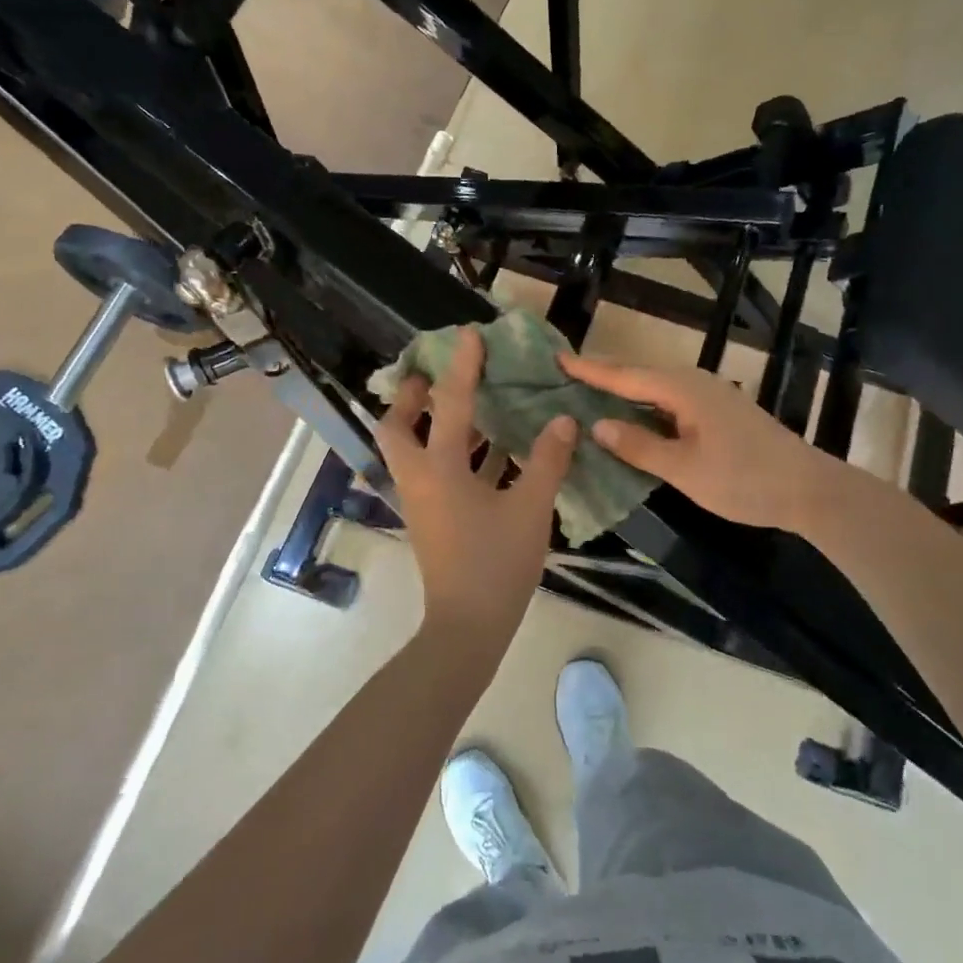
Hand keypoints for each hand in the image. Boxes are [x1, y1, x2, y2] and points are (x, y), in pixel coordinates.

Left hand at [375, 327, 577, 642]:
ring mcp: (423, 502)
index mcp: (439, 470)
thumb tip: (563, 421)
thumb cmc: (496, 563)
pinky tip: (493, 452)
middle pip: (398, 428)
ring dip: (436, 425)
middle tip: (435, 377)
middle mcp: (421, 479)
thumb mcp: (529, 508)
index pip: (450, 405)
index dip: (462, 367)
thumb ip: (547, 461)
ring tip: (470, 405)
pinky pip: (439, 474)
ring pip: (417, 451)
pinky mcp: (434, 520)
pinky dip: (458, 456)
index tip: (469, 335)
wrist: (468, 626)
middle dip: (412, 398)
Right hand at [558, 354, 843, 531]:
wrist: (807, 489)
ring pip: (655, 390)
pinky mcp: (718, 413)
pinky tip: (633, 419)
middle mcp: (694, 384)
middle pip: (639, 376)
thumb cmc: (743, 479)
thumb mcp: (684, 468)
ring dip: (623, 392)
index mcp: (682, 390)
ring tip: (589, 396)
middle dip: (603, 376)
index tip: (557, 360)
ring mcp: (709, 397)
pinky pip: (670, 402)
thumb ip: (639, 446)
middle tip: (565, 377)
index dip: (590, 370)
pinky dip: (645, 408)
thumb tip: (597, 425)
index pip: (625, 376)